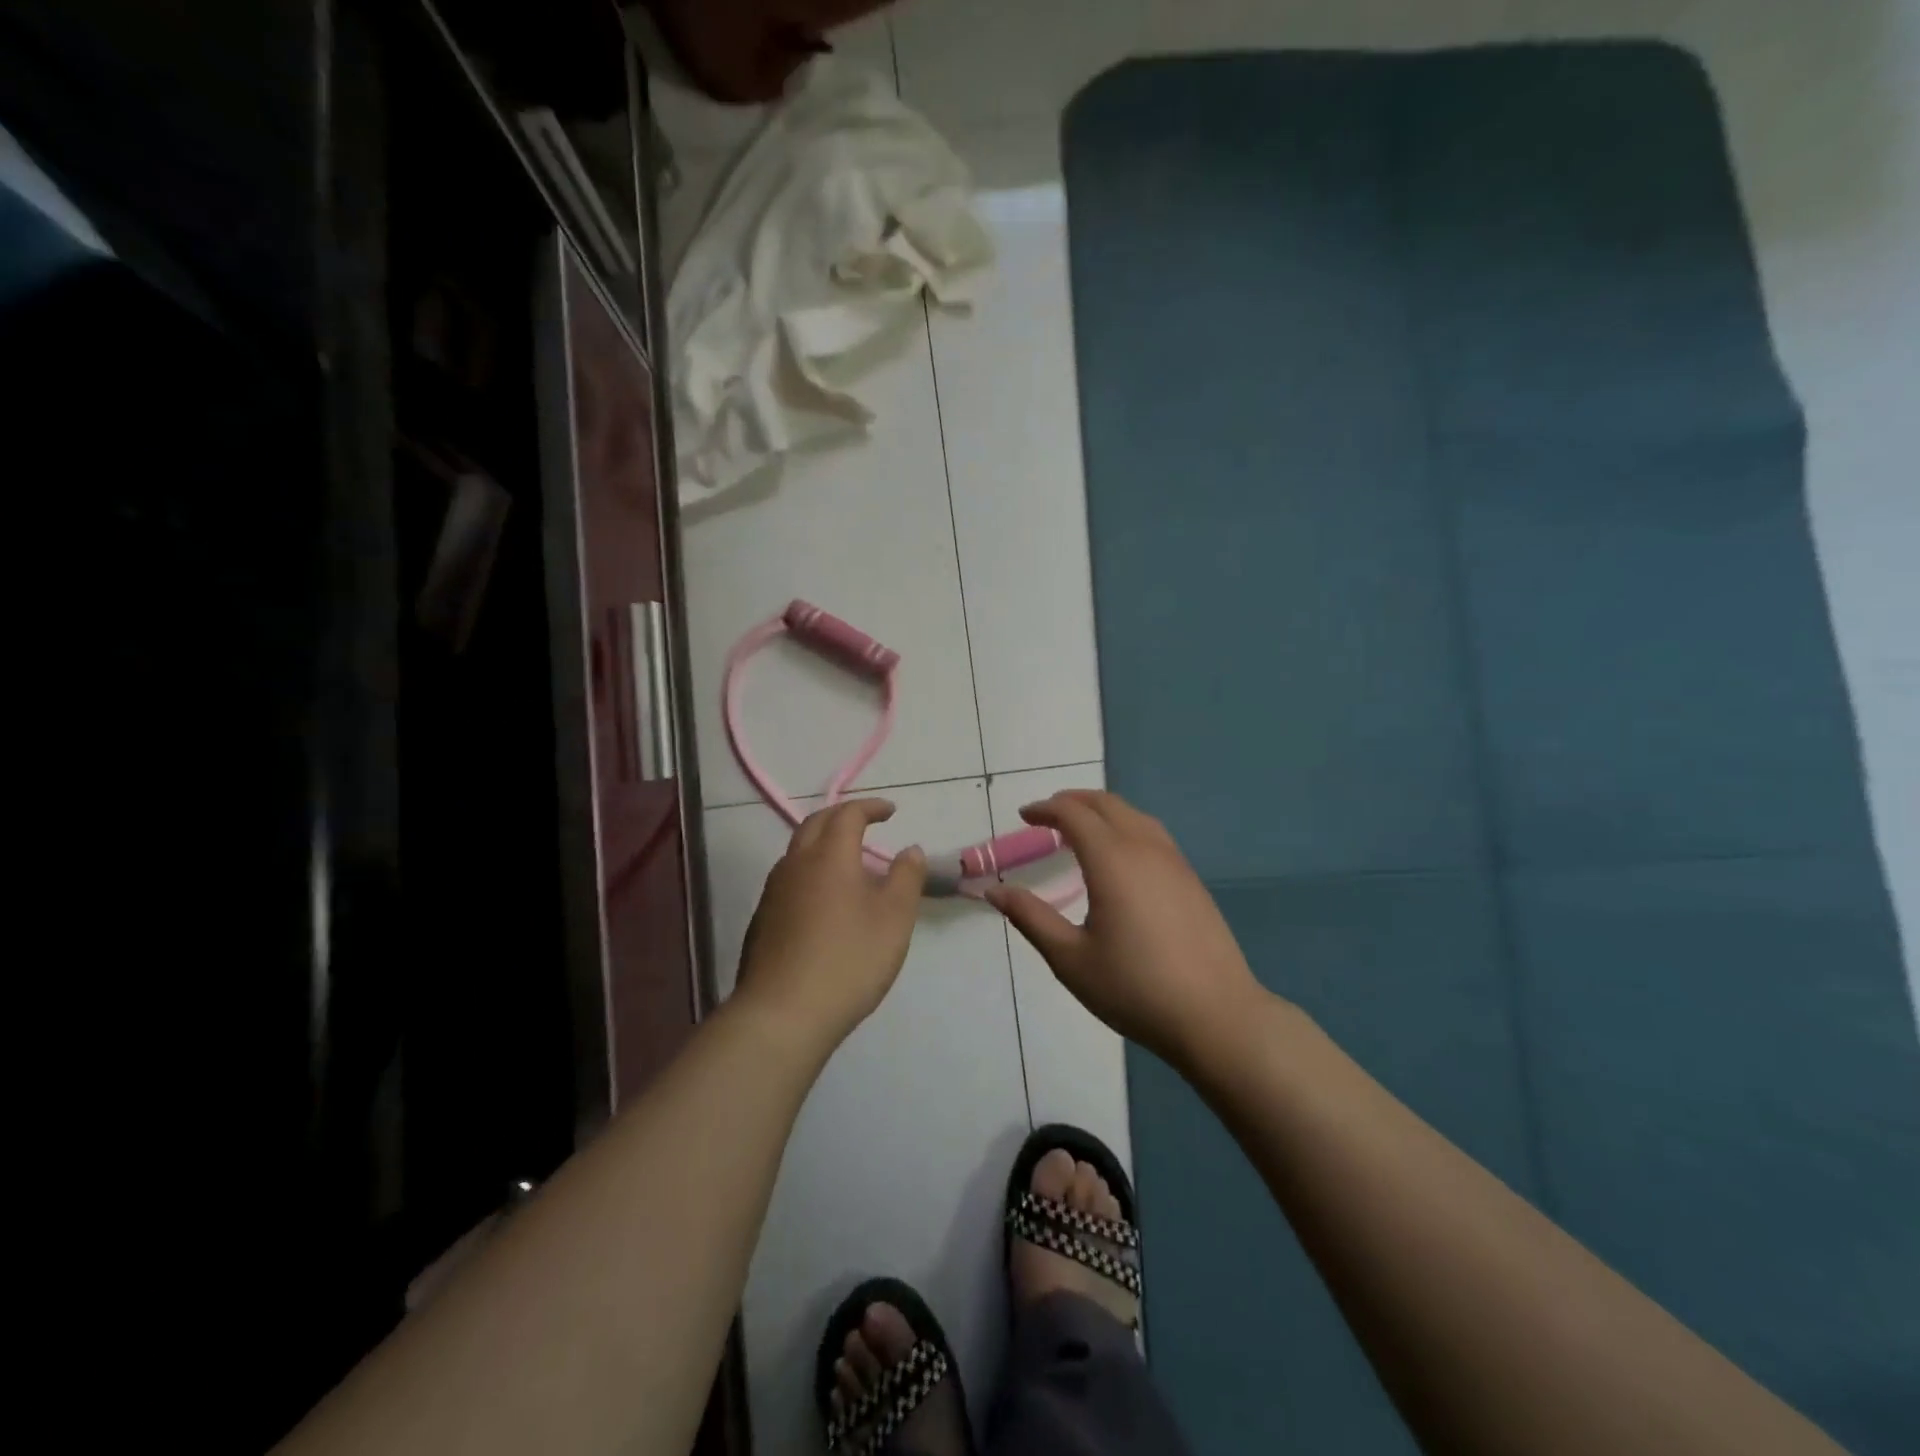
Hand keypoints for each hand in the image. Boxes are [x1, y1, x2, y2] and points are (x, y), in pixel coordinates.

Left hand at [734, 800, 926, 1048]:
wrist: (782, 1013)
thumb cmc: (848, 960)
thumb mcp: (894, 918)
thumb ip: (906, 877)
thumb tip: (911, 850)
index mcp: (829, 856)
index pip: (848, 814)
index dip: (870, 807)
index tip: (890, 811)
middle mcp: (795, 864)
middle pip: (816, 824)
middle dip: (842, 816)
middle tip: (865, 822)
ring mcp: (773, 892)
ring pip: (798, 852)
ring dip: (823, 844)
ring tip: (848, 862)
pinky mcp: (762, 920)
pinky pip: (789, 879)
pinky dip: (810, 872)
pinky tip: (824, 901)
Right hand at [986, 791, 1265, 1072]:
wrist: (1216, 1016)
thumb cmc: (1134, 989)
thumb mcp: (1070, 959)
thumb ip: (1031, 918)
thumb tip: (995, 891)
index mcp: (1112, 860)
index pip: (1073, 815)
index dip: (1046, 809)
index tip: (1024, 816)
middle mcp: (1145, 848)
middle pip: (1106, 804)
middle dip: (1073, 801)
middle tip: (1047, 815)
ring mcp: (1174, 862)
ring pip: (1134, 815)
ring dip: (1102, 810)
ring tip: (1080, 828)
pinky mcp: (1191, 880)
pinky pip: (1153, 834)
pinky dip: (1126, 826)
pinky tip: (1120, 855)